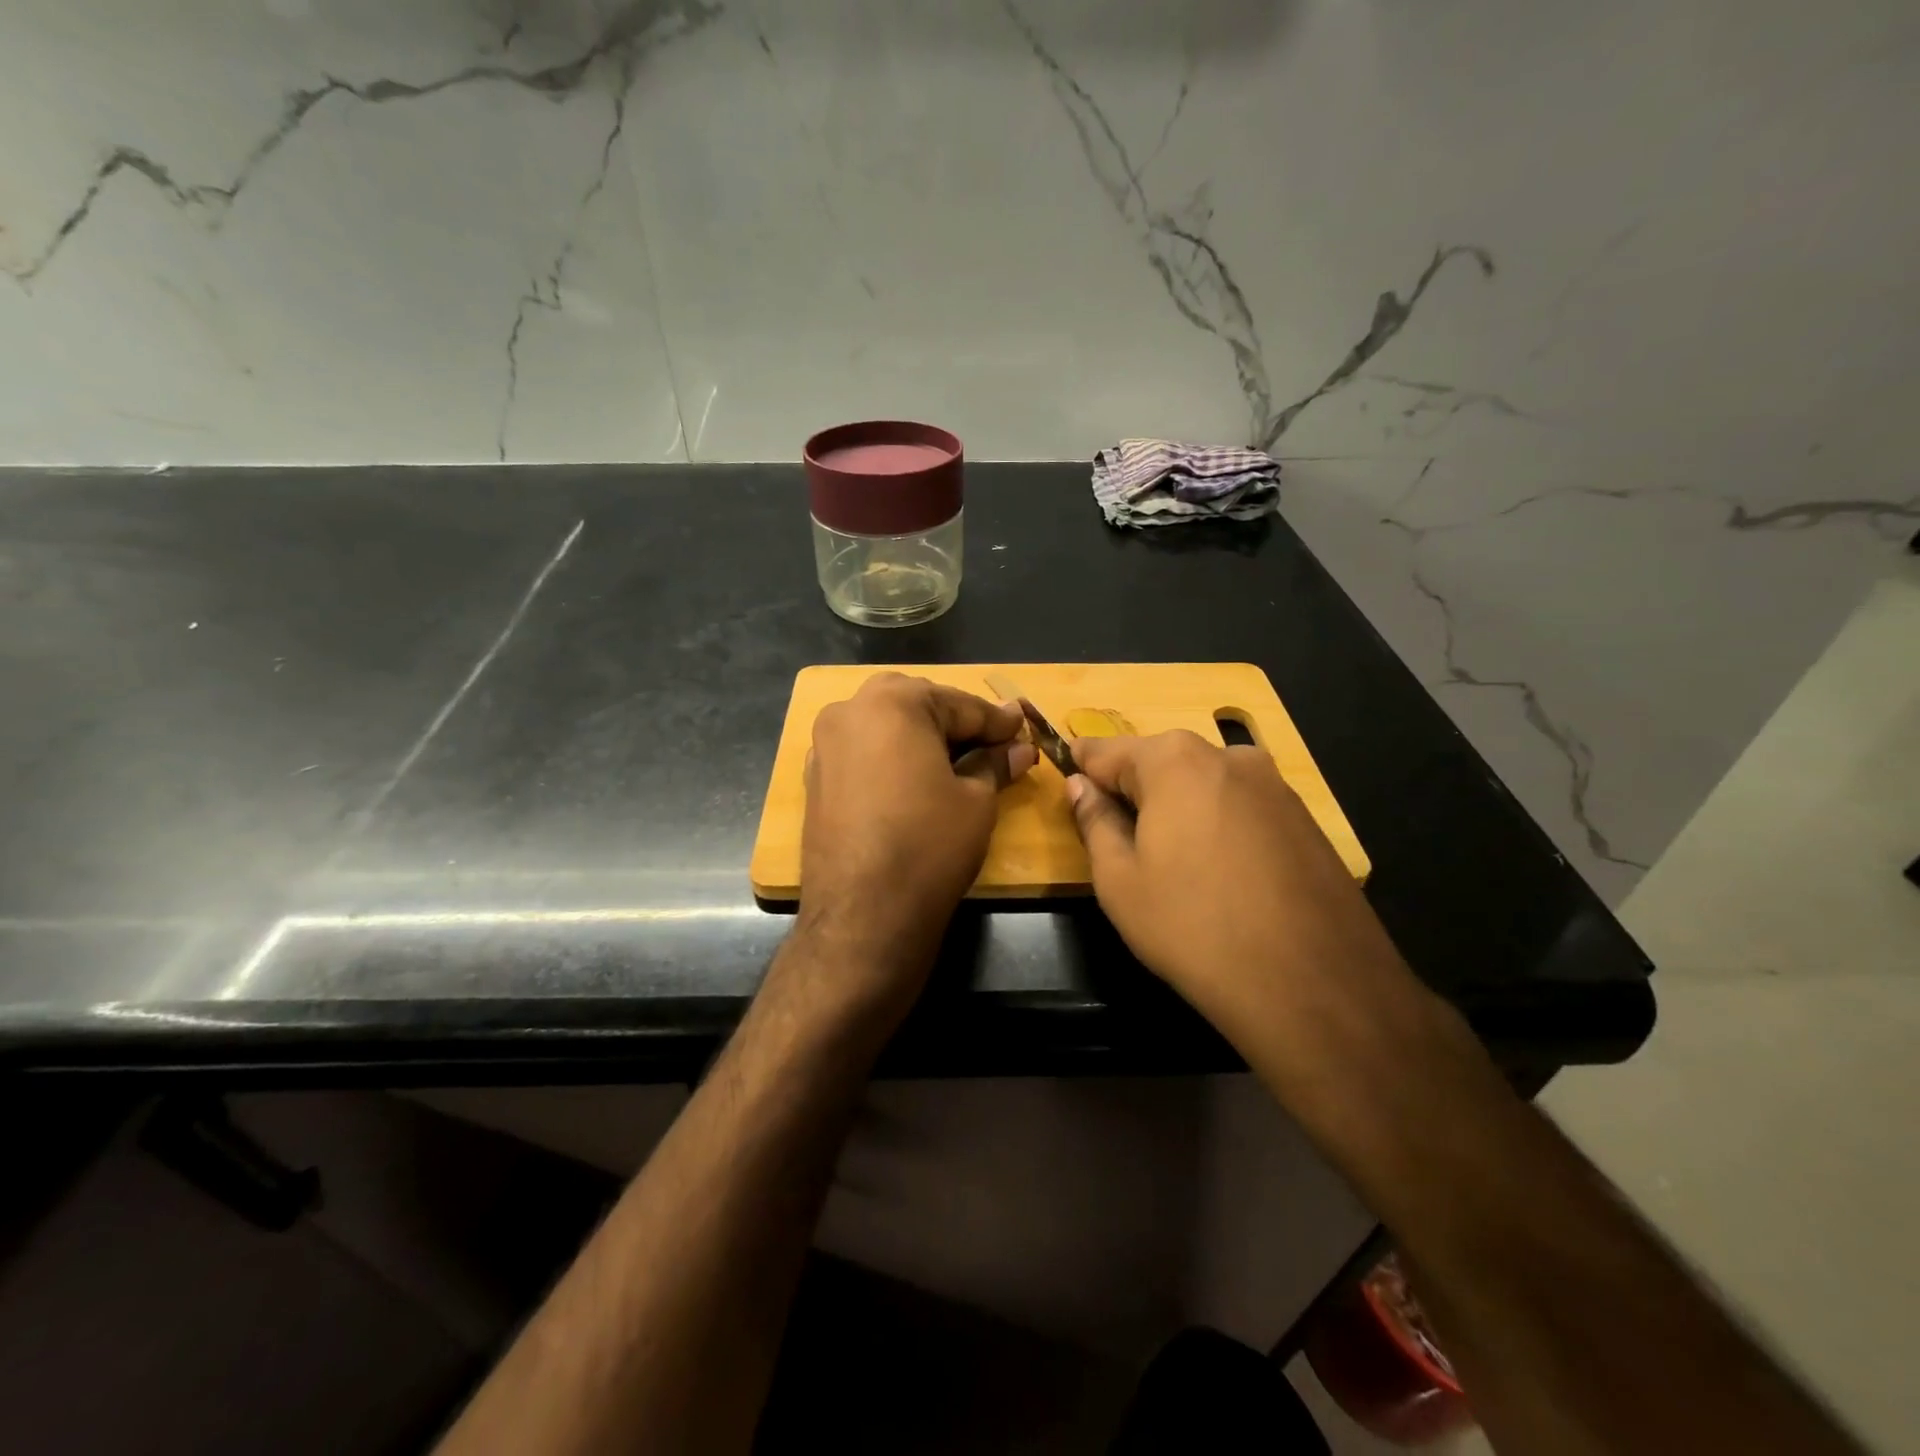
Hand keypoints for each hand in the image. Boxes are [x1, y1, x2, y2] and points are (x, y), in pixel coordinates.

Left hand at [798, 673, 1036, 984]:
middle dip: (954, 720)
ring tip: (956, 761)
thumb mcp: (976, 801)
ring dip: (920, 736)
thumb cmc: (929, 845)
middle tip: (989, 743)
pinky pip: (862, 752)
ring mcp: (824, 745)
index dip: (996, 721)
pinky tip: (914, 780)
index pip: (958, 704)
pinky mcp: (815, 779)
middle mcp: (849, 711)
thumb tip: (1019, 749)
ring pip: (884, 725)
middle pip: (916, 704)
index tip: (1022, 728)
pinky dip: (891, 757)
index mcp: (892, 702)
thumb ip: (995, 764)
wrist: (862, 914)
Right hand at [1067, 730, 1403, 1026]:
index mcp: (1173, 760)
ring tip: (1173, 865)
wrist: (1312, 985)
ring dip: (1178, 810)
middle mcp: (1227, 755)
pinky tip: (1221, 876)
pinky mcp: (1305, 818)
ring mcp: (1274, 785)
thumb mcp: (1119, 880)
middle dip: (1133, 791)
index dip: (1080, 769)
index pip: (1105, 751)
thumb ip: (1094, 821)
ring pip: (1203, 785)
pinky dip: (1219, 827)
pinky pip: (1241, 808)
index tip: (1065, 785)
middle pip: (1159, 763)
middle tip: (1117, 840)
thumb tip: (1080, 787)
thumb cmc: (1193, 927)